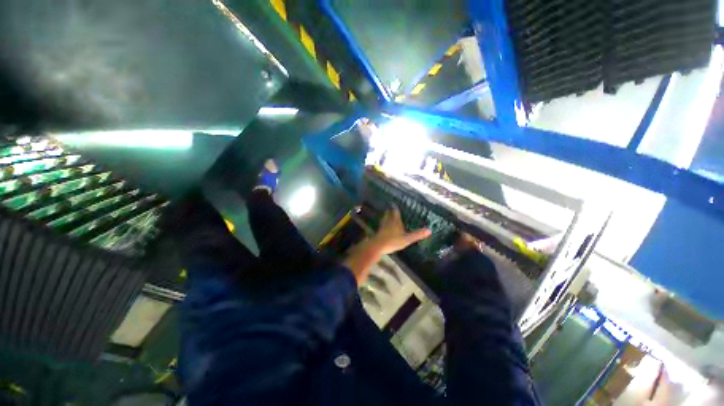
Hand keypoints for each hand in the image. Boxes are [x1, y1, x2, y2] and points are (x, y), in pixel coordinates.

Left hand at [371, 206, 430, 254]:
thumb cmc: (393, 241)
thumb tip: (430, 230)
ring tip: (388, 214)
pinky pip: (382, 225)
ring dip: (386, 216)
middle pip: (388, 213)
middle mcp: (388, 221)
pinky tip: (384, 227)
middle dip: (390, 211)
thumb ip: (417, 234)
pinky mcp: (378, 232)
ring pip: (384, 219)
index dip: (396, 208)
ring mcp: (382, 227)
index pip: (395, 212)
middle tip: (391, 207)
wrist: (377, 246)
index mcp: (395, 221)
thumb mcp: (407, 239)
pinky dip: (383, 224)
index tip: (395, 204)